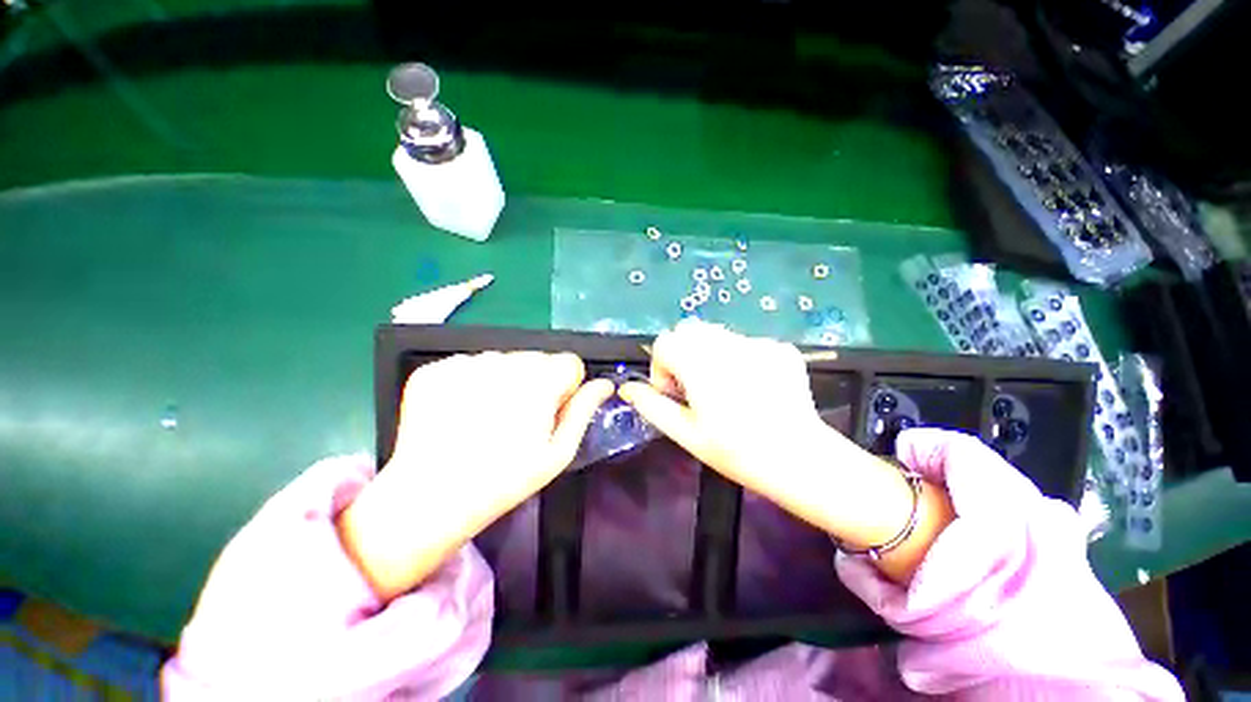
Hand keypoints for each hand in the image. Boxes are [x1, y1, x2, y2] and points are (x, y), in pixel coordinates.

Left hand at [338, 352, 614, 599]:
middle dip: (537, 381)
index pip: (570, 362)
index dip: (565, 387)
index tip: (551, 410)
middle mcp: (504, 361)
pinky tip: (462, 412)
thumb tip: (604, 384)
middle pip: (537, 358)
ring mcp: (465, 361)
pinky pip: (469, 364)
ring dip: (504, 380)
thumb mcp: (557, 453)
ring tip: (488, 417)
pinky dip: (471, 382)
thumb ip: (584, 411)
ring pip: (504, 359)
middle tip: (519, 418)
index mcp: (539, 381)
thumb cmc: (505, 480)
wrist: (428, 499)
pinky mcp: (434, 368)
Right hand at [620, 320, 835, 487]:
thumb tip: (626, 388)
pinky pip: (745, 342)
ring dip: (709, 353)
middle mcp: (728, 344)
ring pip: (717, 333)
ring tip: (724, 386)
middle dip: (684, 354)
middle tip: (697, 387)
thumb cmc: (737, 451)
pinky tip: (752, 387)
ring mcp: (758, 342)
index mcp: (700, 364)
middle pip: (689, 330)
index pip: (665, 341)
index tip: (676, 393)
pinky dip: (738, 358)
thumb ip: (651, 406)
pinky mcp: (780, 347)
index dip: (662, 367)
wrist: (801, 460)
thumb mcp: (686, 433)